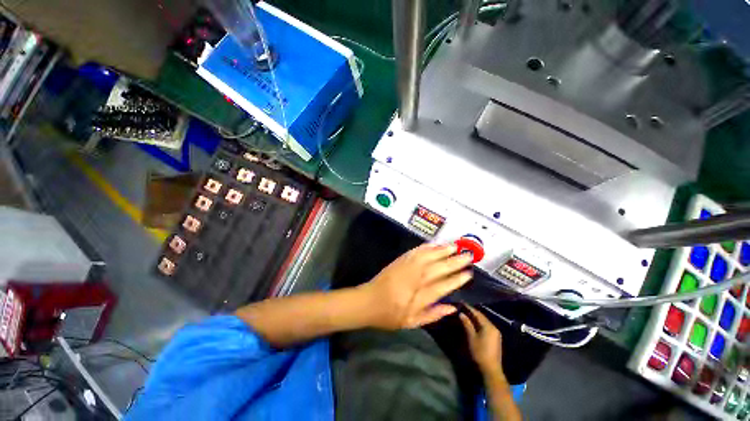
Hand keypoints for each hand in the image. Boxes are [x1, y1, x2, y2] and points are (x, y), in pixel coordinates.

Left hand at [358, 243, 473, 329]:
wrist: (368, 301)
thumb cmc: (390, 315)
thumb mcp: (412, 322)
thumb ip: (433, 315)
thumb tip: (452, 307)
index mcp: (420, 296)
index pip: (444, 286)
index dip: (457, 279)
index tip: (469, 274)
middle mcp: (416, 279)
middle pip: (439, 268)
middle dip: (455, 261)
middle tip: (468, 255)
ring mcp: (407, 267)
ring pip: (428, 256)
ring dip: (442, 250)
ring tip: (455, 246)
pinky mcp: (400, 261)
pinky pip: (415, 251)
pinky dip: (426, 247)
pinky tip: (434, 244)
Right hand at [459, 305, 503, 375]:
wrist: (491, 369)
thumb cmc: (480, 352)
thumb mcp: (471, 338)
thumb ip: (467, 324)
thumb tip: (462, 314)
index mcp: (488, 326)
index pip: (477, 313)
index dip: (469, 308)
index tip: (462, 302)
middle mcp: (494, 327)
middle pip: (482, 317)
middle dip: (473, 312)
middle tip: (463, 307)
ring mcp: (496, 333)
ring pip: (484, 321)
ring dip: (476, 317)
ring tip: (467, 313)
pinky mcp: (495, 338)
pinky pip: (486, 326)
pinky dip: (479, 323)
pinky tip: (474, 323)